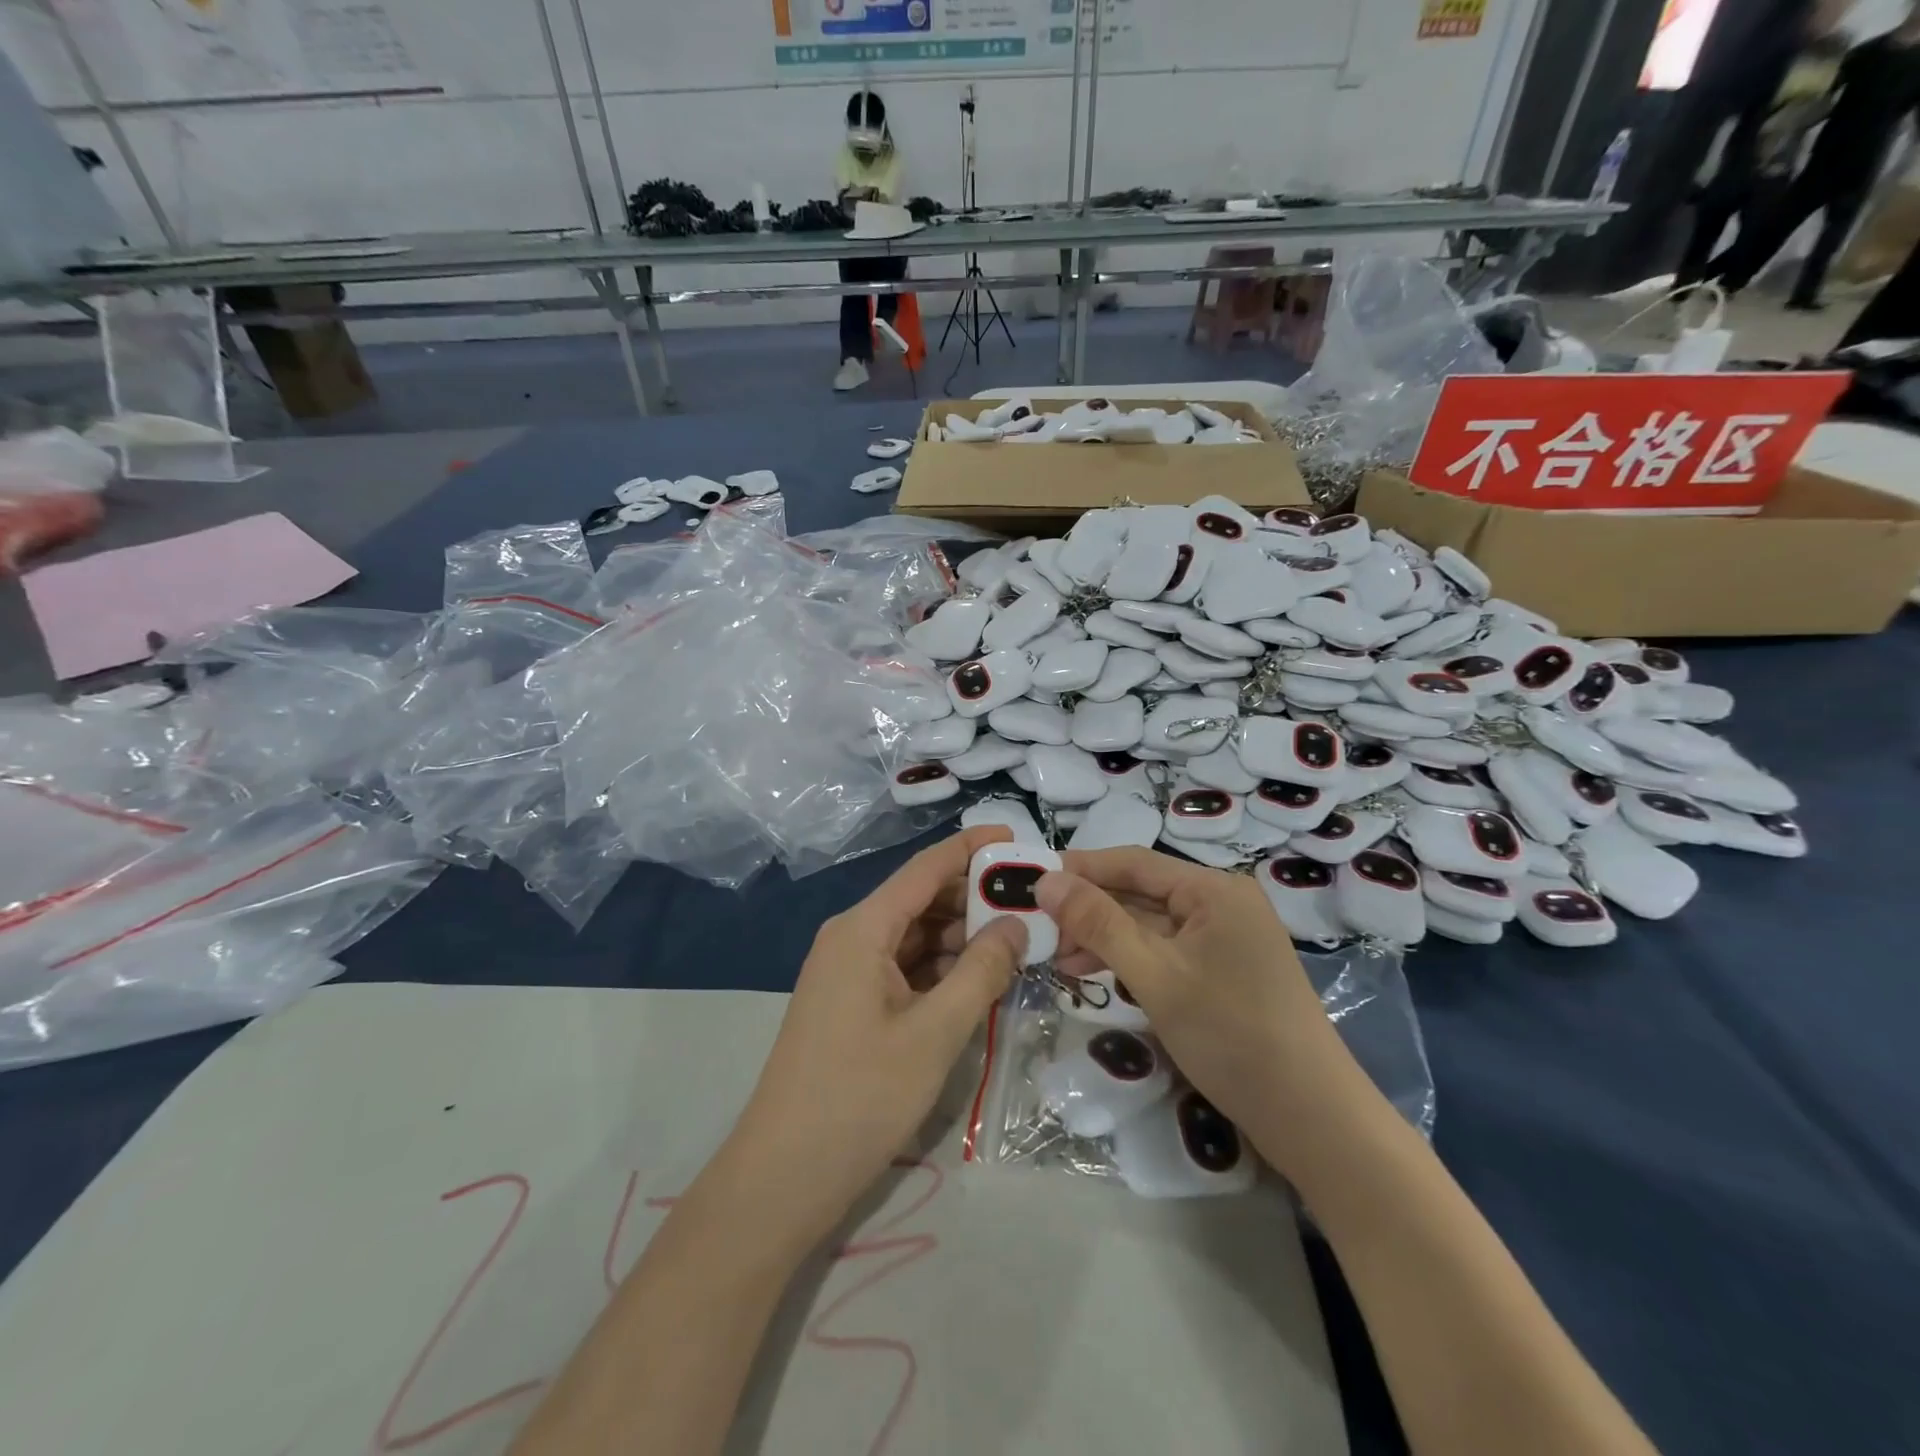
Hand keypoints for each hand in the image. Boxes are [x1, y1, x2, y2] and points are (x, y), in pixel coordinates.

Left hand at [721, 826, 1025, 1246]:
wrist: (784, 1174)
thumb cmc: (861, 1095)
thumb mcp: (935, 1032)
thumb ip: (980, 971)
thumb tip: (1016, 924)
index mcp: (863, 928)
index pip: (925, 868)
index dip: (971, 848)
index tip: (1017, 839)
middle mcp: (852, 937)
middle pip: (921, 900)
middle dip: (974, 899)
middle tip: (1033, 905)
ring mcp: (849, 972)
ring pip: (915, 936)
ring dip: (962, 937)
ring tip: (1019, 942)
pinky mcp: (852, 1003)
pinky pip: (904, 968)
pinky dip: (942, 969)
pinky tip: (979, 980)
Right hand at [1036, 849, 1360, 1168]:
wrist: (1311, 1117)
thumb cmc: (1230, 1034)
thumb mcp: (1154, 975)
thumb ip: (1098, 923)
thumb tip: (1046, 880)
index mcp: (1213, 889)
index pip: (1132, 862)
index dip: (1079, 868)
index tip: (1030, 880)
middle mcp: (1221, 903)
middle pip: (1140, 893)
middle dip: (1088, 910)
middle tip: (1036, 928)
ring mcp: (1225, 939)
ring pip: (1150, 925)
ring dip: (1104, 938)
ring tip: (1056, 957)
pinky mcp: (1223, 971)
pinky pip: (1166, 951)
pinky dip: (1130, 960)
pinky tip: (1096, 974)